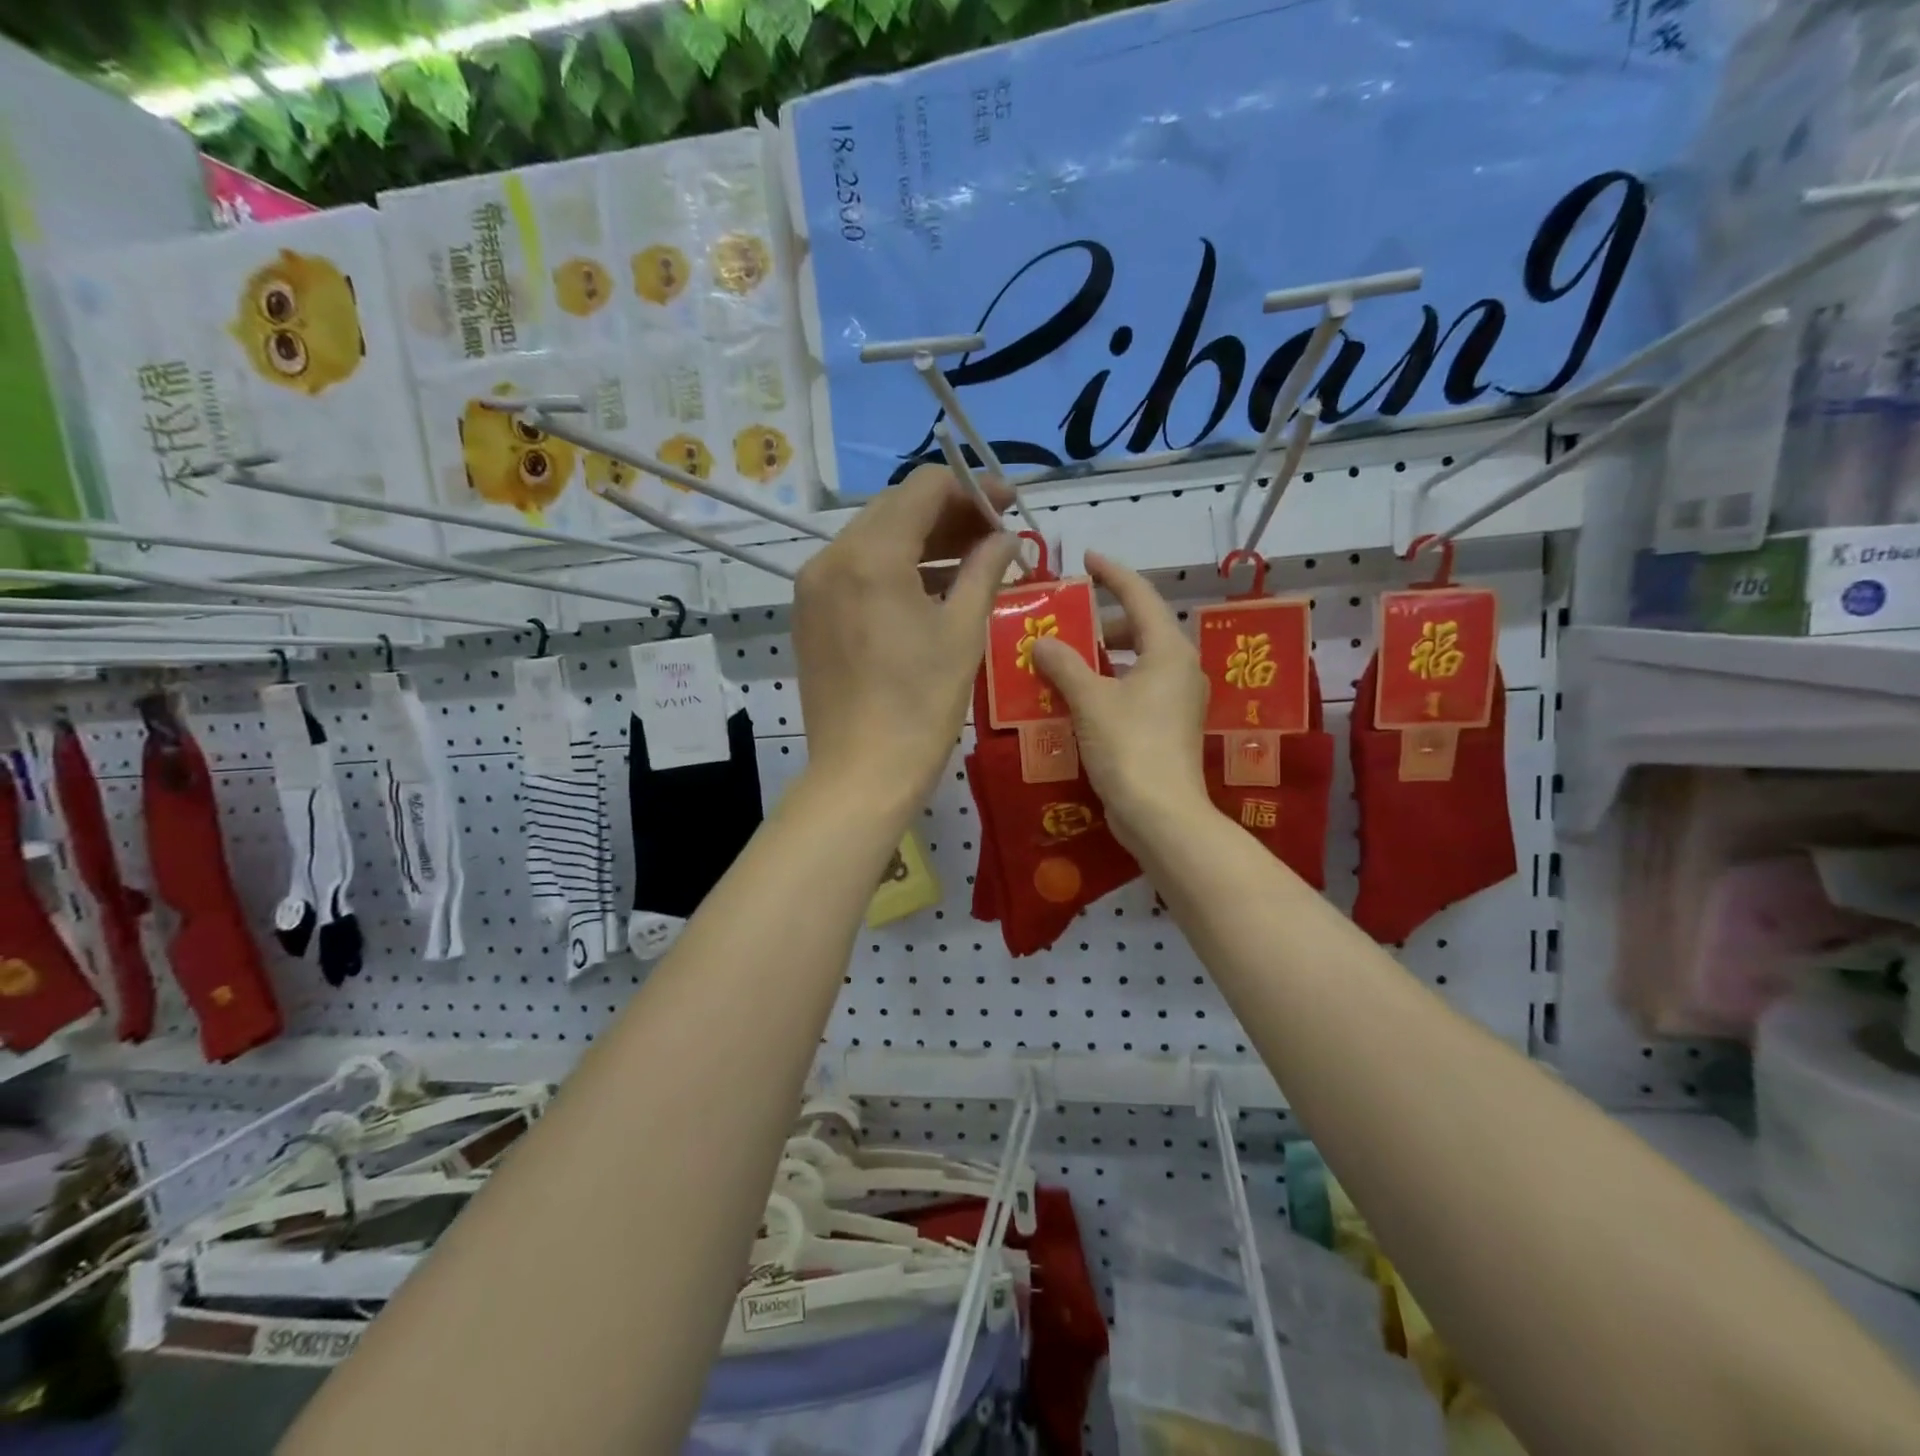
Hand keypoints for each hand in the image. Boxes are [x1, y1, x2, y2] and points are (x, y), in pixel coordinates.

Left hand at [794, 464, 1018, 813]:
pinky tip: (929, 588)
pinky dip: (894, 568)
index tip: (1009, 505)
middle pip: (895, 509)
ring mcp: (813, 587)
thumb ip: (984, 570)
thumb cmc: (921, 705)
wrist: (862, 773)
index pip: (923, 488)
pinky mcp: (810, 614)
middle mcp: (831, 558)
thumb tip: (1004, 538)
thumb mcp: (963, 632)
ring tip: (970, 560)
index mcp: (870, 555)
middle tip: (994, 534)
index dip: (972, 488)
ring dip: (922, 540)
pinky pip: (856, 571)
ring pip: (874, 539)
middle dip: (949, 513)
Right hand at [1031, 552, 1210, 851]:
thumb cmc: (1129, 746)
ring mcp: (1178, 701)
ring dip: (1104, 657)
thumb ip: (1064, 664)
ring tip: (1066, 658)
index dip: (1112, 573)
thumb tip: (1042, 642)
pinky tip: (1079, 698)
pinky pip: (1136, 690)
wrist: (1161, 814)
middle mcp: (1180, 669)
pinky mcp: (1169, 728)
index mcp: (1169, 651)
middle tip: (1068, 620)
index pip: (1140, 596)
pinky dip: (1109, 685)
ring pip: (1138, 663)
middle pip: (1142, 629)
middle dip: (1105, 622)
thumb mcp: (1090, 700)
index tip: (1086, 558)